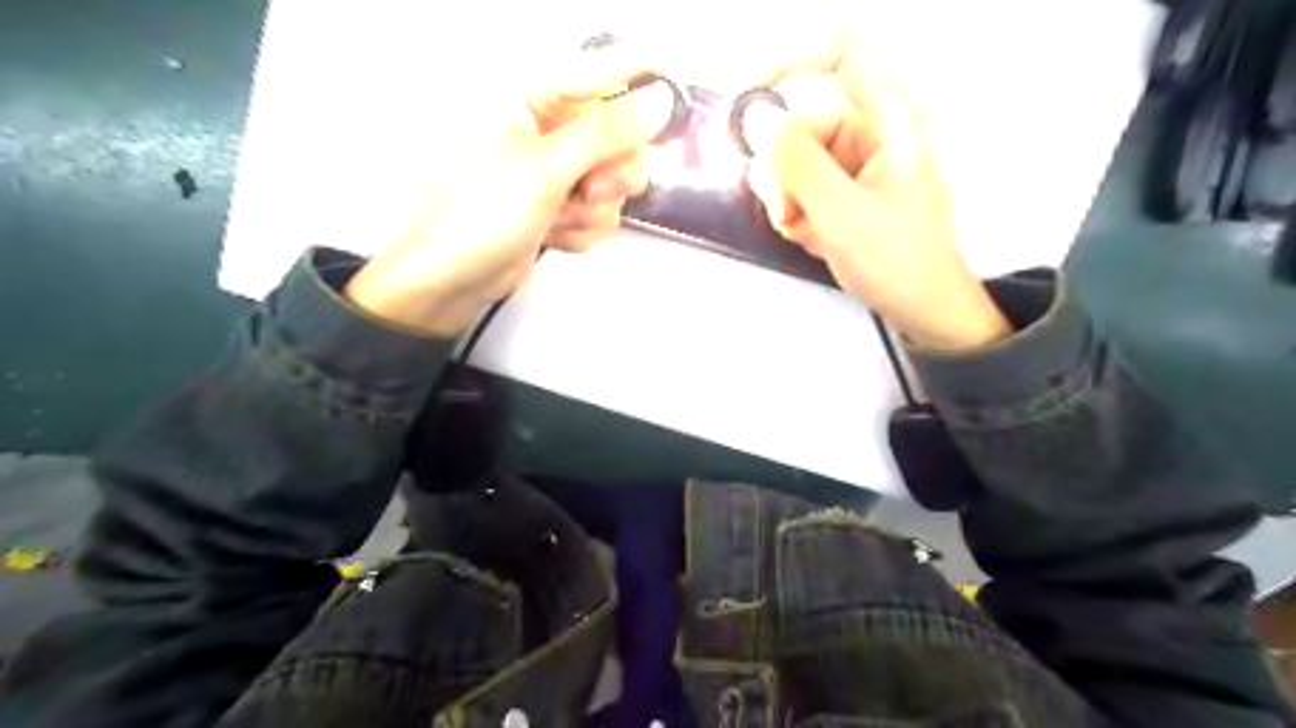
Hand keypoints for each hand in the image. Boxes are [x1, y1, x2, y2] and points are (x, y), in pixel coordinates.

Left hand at [350, 46, 682, 333]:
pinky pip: (603, 210)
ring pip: (616, 180)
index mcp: (532, 98)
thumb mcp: (544, 170)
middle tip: (590, 190)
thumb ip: (604, 133)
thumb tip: (658, 100)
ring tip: (557, 220)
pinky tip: (554, 235)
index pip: (603, 72)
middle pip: (621, 136)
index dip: (646, 75)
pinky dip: (584, 228)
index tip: (694, 66)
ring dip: (593, 209)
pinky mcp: (563, 205)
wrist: (452, 280)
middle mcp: (549, 129)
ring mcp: (558, 171)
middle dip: (611, 173)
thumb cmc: (480, 216)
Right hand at [745, 34, 1004, 353]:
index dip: (795, 63)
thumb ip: (798, 163)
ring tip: (804, 230)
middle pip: (807, 124)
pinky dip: (801, 210)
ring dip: (790, 197)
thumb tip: (760, 121)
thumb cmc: (896, 260)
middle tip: (786, 208)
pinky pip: (808, 185)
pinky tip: (812, 236)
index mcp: (889, 122)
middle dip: (785, 168)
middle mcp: (873, 134)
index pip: (844, 57)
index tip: (753, 97)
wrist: (923, 308)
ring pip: (801, 161)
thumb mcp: (840, 213)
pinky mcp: (851, 190)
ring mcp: (861, 164)